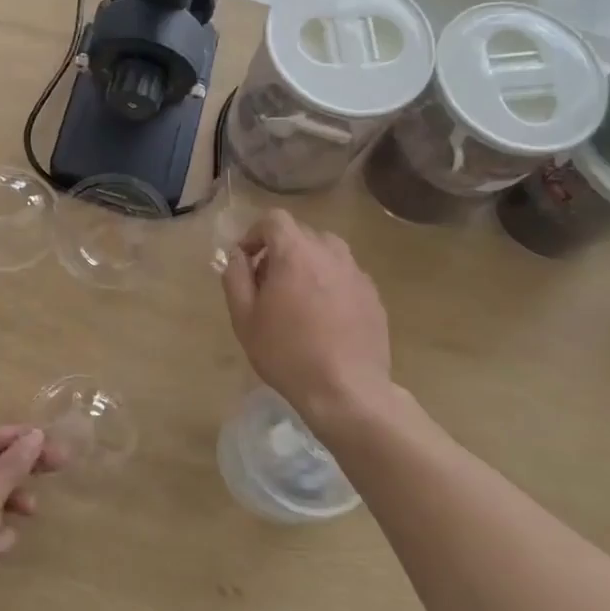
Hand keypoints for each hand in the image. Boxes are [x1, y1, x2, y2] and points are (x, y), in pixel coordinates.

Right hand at [221, 209, 393, 423]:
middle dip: (279, 251)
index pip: (274, 220)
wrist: (346, 390)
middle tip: (267, 285)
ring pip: (326, 253)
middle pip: (301, 234)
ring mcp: (357, 273)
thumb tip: (238, 256)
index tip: (245, 261)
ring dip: (306, 265)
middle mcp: (330, 253)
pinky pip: (345, 276)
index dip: (254, 234)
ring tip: (297, 300)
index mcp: (296, 253)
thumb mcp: (244, 318)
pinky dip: (329, 284)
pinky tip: (324, 319)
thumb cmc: (286, 353)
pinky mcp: (373, 296)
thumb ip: (235, 277)